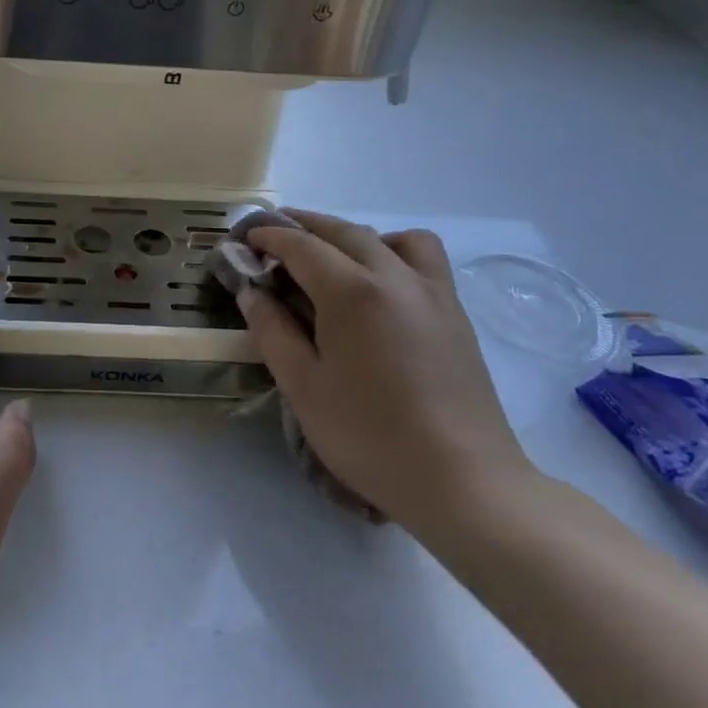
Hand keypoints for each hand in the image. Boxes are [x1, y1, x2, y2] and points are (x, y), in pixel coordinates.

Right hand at [236, 210, 533, 532]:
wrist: (463, 482)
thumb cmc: (370, 436)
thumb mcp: (303, 387)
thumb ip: (272, 331)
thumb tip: (251, 292)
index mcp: (352, 292)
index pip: (302, 246)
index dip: (269, 237)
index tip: (245, 239)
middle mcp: (395, 277)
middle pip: (344, 231)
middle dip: (305, 226)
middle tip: (274, 237)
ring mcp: (432, 292)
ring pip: (392, 237)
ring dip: (355, 236)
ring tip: (335, 260)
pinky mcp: (455, 313)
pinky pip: (424, 259)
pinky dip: (394, 252)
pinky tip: (381, 288)